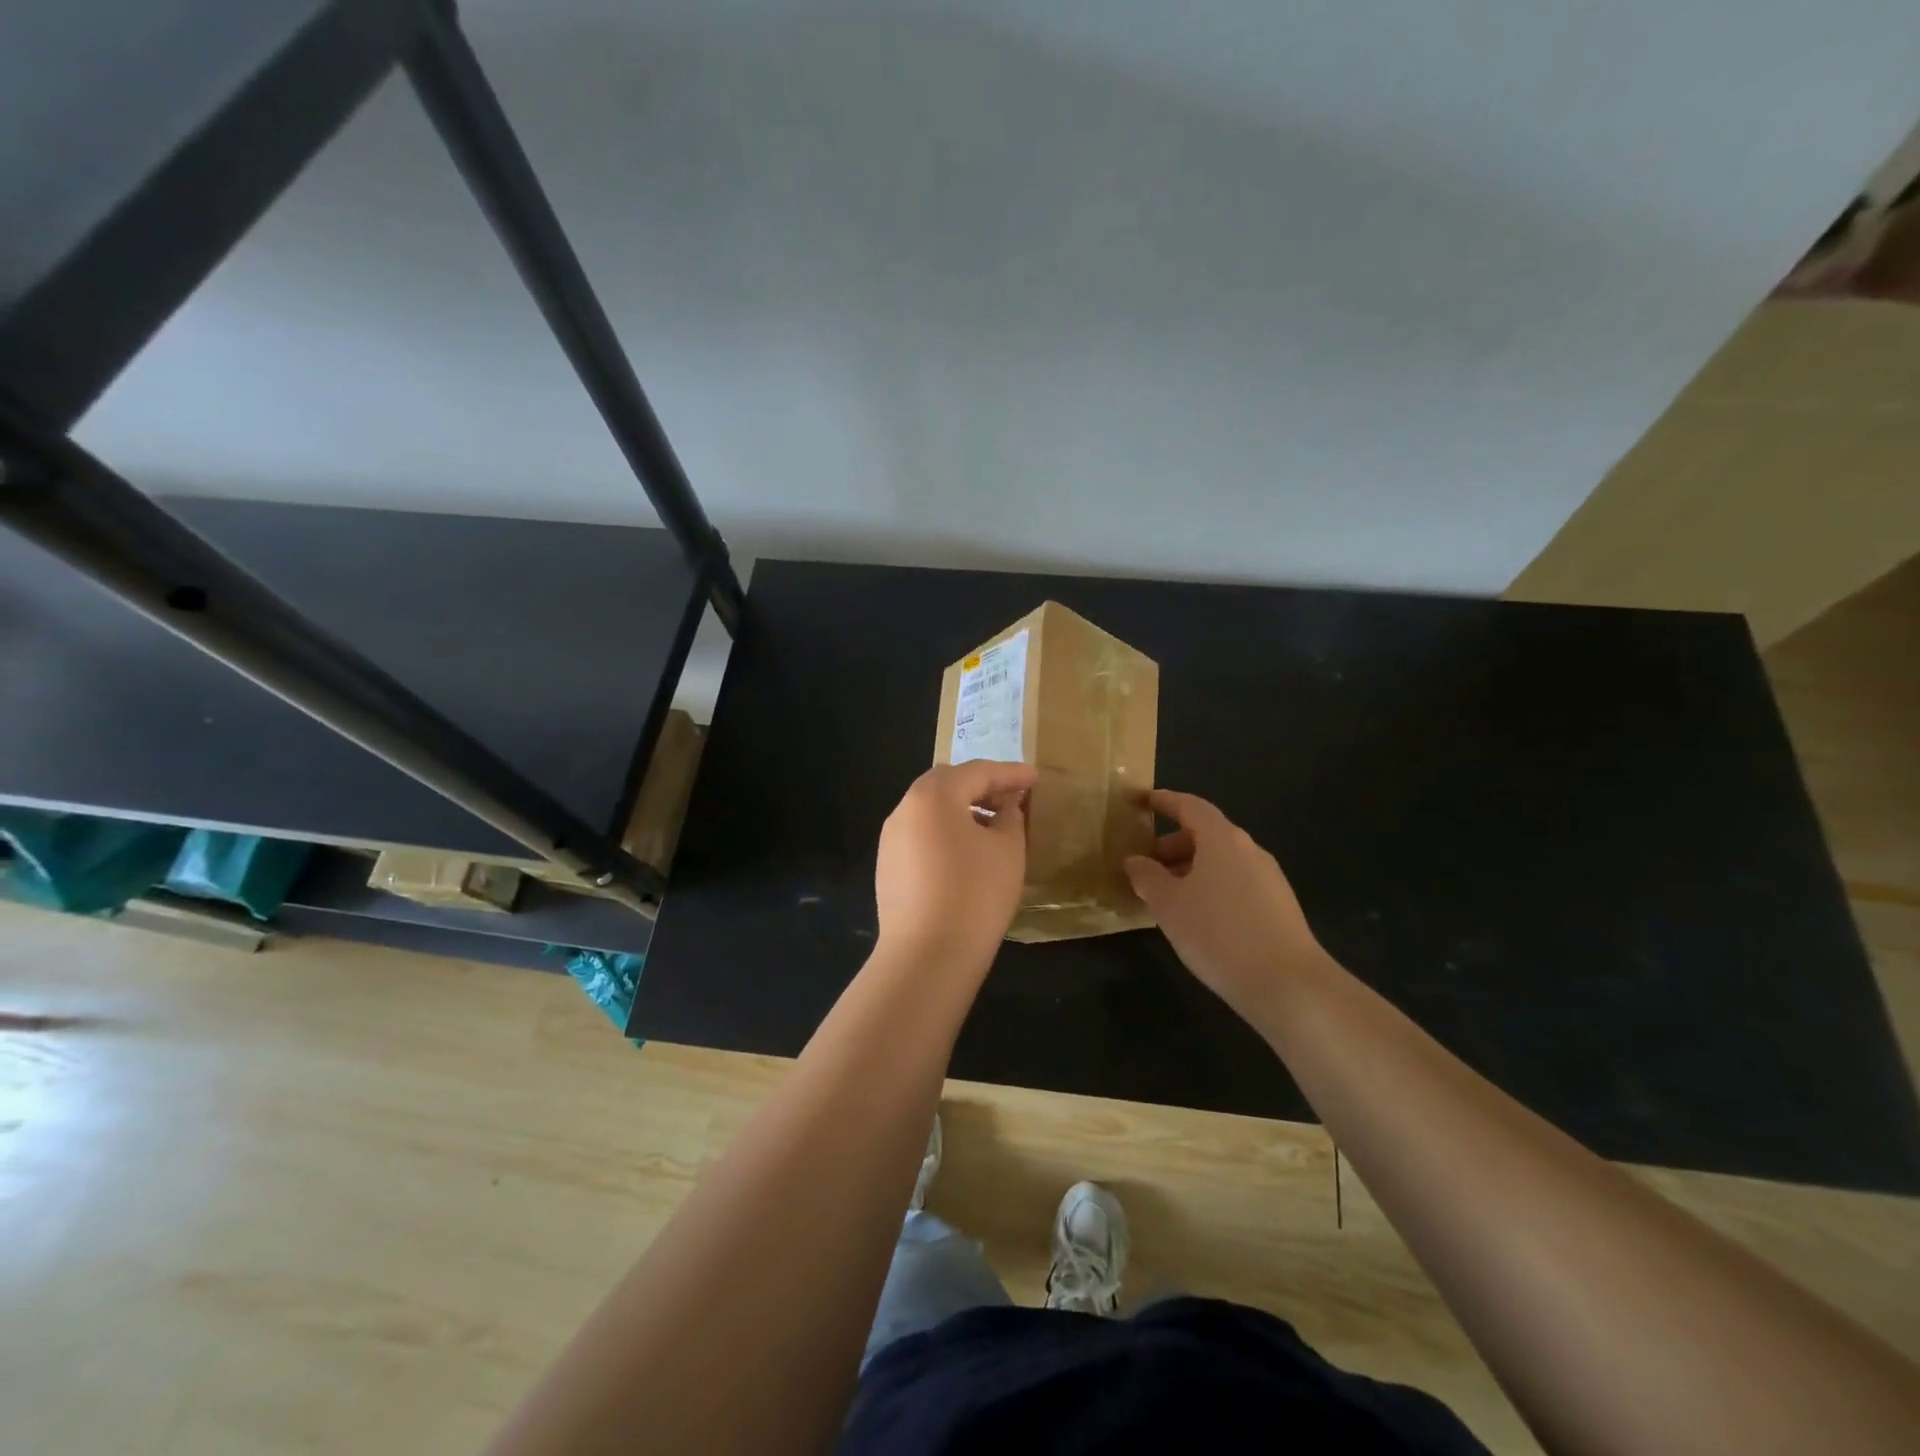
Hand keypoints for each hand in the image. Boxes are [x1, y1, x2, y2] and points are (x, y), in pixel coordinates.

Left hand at [875, 760, 1037, 970]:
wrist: (927, 955)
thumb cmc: (975, 894)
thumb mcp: (1007, 850)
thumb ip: (1010, 818)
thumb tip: (1004, 808)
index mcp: (933, 795)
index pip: (978, 772)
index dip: (1010, 773)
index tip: (1035, 777)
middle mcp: (905, 808)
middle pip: (947, 784)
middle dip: (981, 786)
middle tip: (1012, 797)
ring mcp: (891, 839)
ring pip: (931, 810)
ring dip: (962, 809)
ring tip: (993, 826)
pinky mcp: (888, 866)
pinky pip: (921, 835)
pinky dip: (946, 832)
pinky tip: (967, 853)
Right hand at [1124, 789, 1327, 1024]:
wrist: (1287, 984)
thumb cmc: (1218, 933)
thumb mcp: (1168, 905)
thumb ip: (1146, 877)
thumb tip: (1135, 861)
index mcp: (1222, 839)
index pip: (1190, 806)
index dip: (1164, 801)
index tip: (1141, 801)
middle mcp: (1249, 850)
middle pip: (1206, 834)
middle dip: (1173, 845)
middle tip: (1146, 867)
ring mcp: (1269, 878)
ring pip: (1221, 861)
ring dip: (1191, 869)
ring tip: (1167, 897)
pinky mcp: (1279, 906)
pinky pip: (1236, 883)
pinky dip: (1211, 887)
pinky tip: (1198, 918)